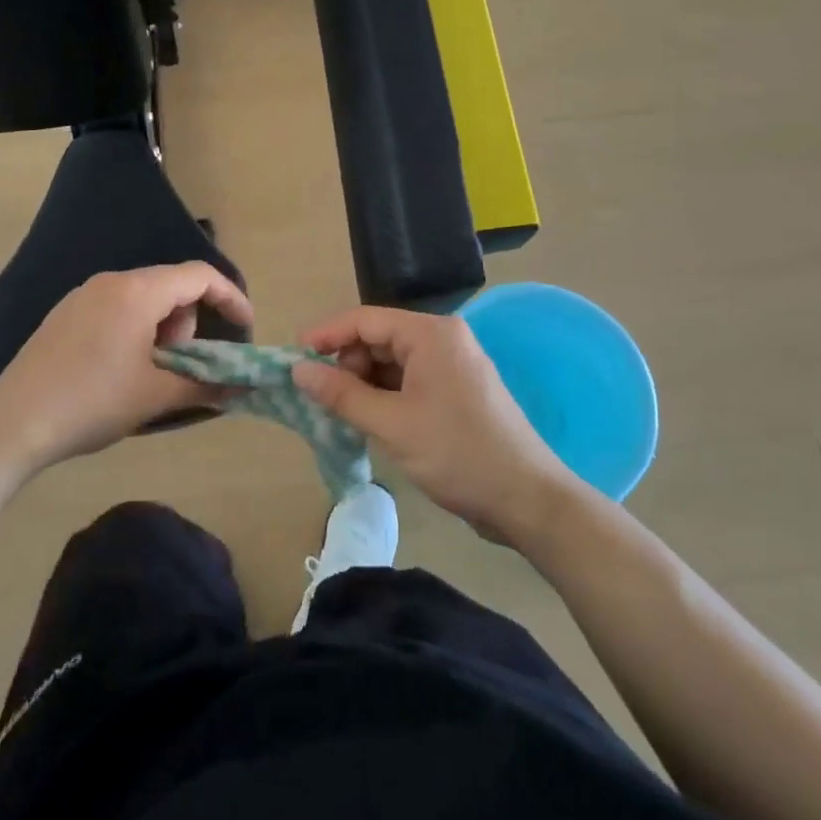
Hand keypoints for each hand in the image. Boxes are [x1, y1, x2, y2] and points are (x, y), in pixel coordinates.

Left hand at [0, 264, 251, 473]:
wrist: (14, 422)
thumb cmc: (93, 402)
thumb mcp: (155, 396)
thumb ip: (205, 385)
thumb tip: (240, 389)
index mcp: (138, 291)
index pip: (200, 276)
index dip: (230, 298)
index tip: (244, 330)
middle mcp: (111, 281)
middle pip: (171, 287)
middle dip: (188, 324)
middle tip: (179, 367)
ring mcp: (83, 295)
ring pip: (143, 299)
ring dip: (161, 330)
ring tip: (147, 375)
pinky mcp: (65, 314)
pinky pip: (116, 309)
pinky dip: (135, 331)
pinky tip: (118, 371)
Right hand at [293, 307, 578, 542]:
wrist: (527, 500)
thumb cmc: (457, 453)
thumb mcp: (391, 424)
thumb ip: (341, 394)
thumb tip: (298, 371)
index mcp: (430, 334)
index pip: (365, 319)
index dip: (326, 335)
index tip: (293, 358)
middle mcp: (443, 339)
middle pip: (378, 338)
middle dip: (346, 364)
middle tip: (322, 398)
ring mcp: (452, 365)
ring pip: (392, 362)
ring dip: (364, 383)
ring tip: (343, 414)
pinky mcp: (456, 391)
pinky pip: (409, 380)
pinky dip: (385, 396)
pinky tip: (370, 420)